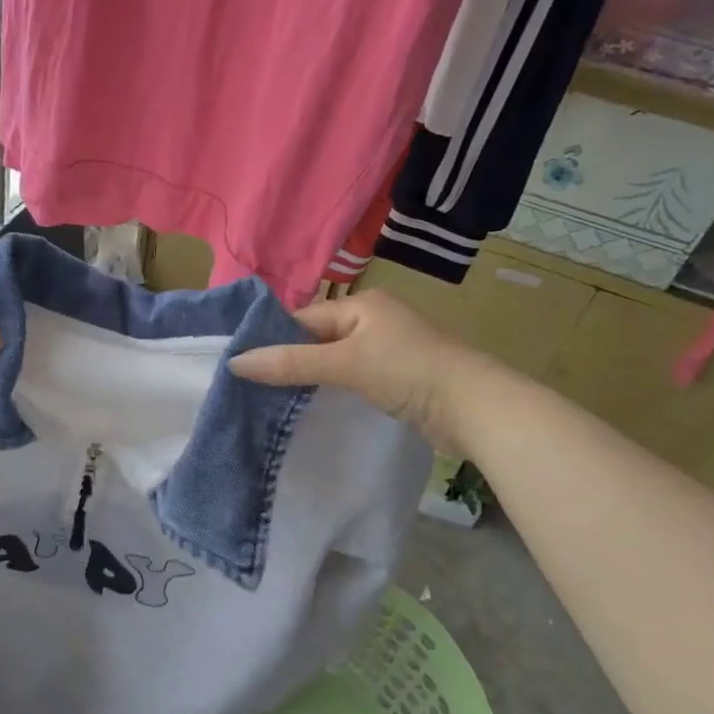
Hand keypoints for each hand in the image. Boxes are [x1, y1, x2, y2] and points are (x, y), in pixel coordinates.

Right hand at [229, 290, 473, 439]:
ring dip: (312, 378)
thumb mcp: (346, 364)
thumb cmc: (409, 371)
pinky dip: (334, 390)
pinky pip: (354, 380)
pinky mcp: (400, 379)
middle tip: (253, 386)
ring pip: (335, 361)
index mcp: (362, 305)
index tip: (242, 364)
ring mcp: (389, 351)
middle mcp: (374, 321)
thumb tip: (235, 362)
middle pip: (318, 339)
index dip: (274, 339)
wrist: (478, 408)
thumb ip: (292, 363)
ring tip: (275, 400)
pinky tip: (315, 407)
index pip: (304, 319)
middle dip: (290, 361)